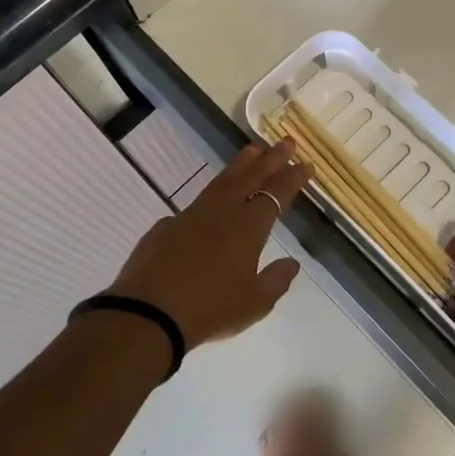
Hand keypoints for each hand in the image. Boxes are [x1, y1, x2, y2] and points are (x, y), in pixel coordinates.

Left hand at [108, 139, 310, 348]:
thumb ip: (276, 280)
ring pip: (222, 182)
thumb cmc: (210, 308)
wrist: (149, 313)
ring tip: (253, 150)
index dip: (293, 178)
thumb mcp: (254, 303)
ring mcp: (191, 215)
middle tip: (287, 142)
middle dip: (272, 159)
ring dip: (241, 165)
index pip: (276, 193)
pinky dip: (211, 196)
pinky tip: (211, 203)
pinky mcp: (167, 226)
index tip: (305, 164)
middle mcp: (222, 212)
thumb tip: (292, 263)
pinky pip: (196, 205)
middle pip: (251, 177)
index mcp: (248, 227)